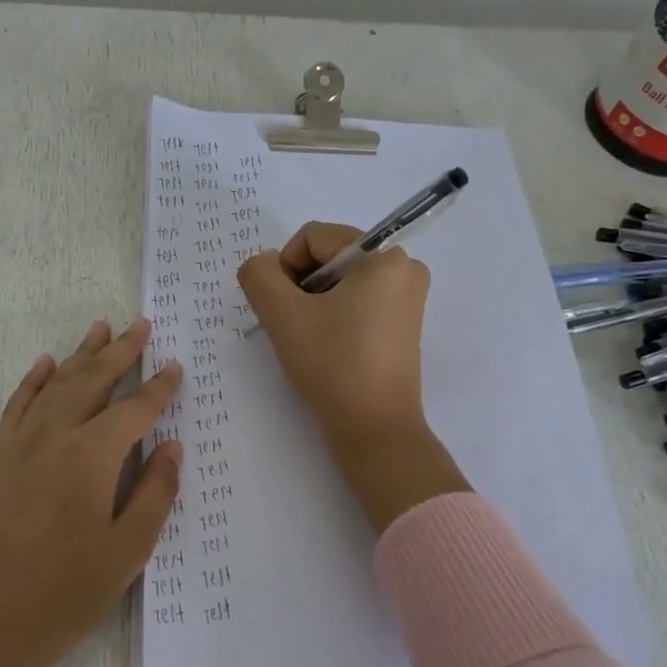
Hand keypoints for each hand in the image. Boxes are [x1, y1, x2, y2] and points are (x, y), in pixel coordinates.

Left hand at [0, 319, 183, 666]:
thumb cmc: (69, 592)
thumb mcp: (128, 549)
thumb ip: (155, 491)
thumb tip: (172, 447)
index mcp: (91, 457)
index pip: (134, 410)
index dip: (158, 388)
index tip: (175, 366)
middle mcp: (54, 437)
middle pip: (92, 382)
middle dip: (120, 351)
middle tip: (140, 324)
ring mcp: (21, 445)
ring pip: (56, 385)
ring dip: (80, 355)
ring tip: (100, 327)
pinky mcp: (0, 459)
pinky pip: (17, 406)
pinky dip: (33, 380)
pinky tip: (45, 363)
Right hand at [238, 223, 469, 533]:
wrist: (374, 429)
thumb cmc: (332, 364)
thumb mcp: (282, 314)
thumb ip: (259, 275)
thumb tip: (263, 266)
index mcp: (384, 256)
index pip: (314, 237)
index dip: (285, 267)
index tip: (280, 308)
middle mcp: (404, 268)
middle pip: (329, 257)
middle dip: (300, 286)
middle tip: (292, 326)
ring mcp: (407, 298)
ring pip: (340, 282)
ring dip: (313, 303)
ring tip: (308, 340)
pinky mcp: (403, 325)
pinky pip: (357, 302)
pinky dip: (333, 316)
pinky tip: (326, 348)